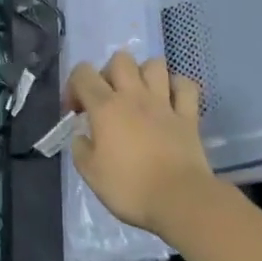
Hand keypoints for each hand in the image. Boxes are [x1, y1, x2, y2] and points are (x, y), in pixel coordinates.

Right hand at [65, 51, 214, 237]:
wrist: (180, 200)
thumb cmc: (130, 188)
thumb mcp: (90, 174)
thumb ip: (80, 148)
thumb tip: (82, 136)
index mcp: (105, 108)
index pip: (82, 74)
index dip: (73, 86)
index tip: (76, 112)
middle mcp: (134, 96)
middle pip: (120, 59)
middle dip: (109, 73)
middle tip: (108, 98)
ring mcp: (164, 103)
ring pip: (154, 64)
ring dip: (144, 74)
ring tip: (139, 94)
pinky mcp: (188, 116)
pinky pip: (186, 86)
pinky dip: (177, 87)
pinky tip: (169, 100)